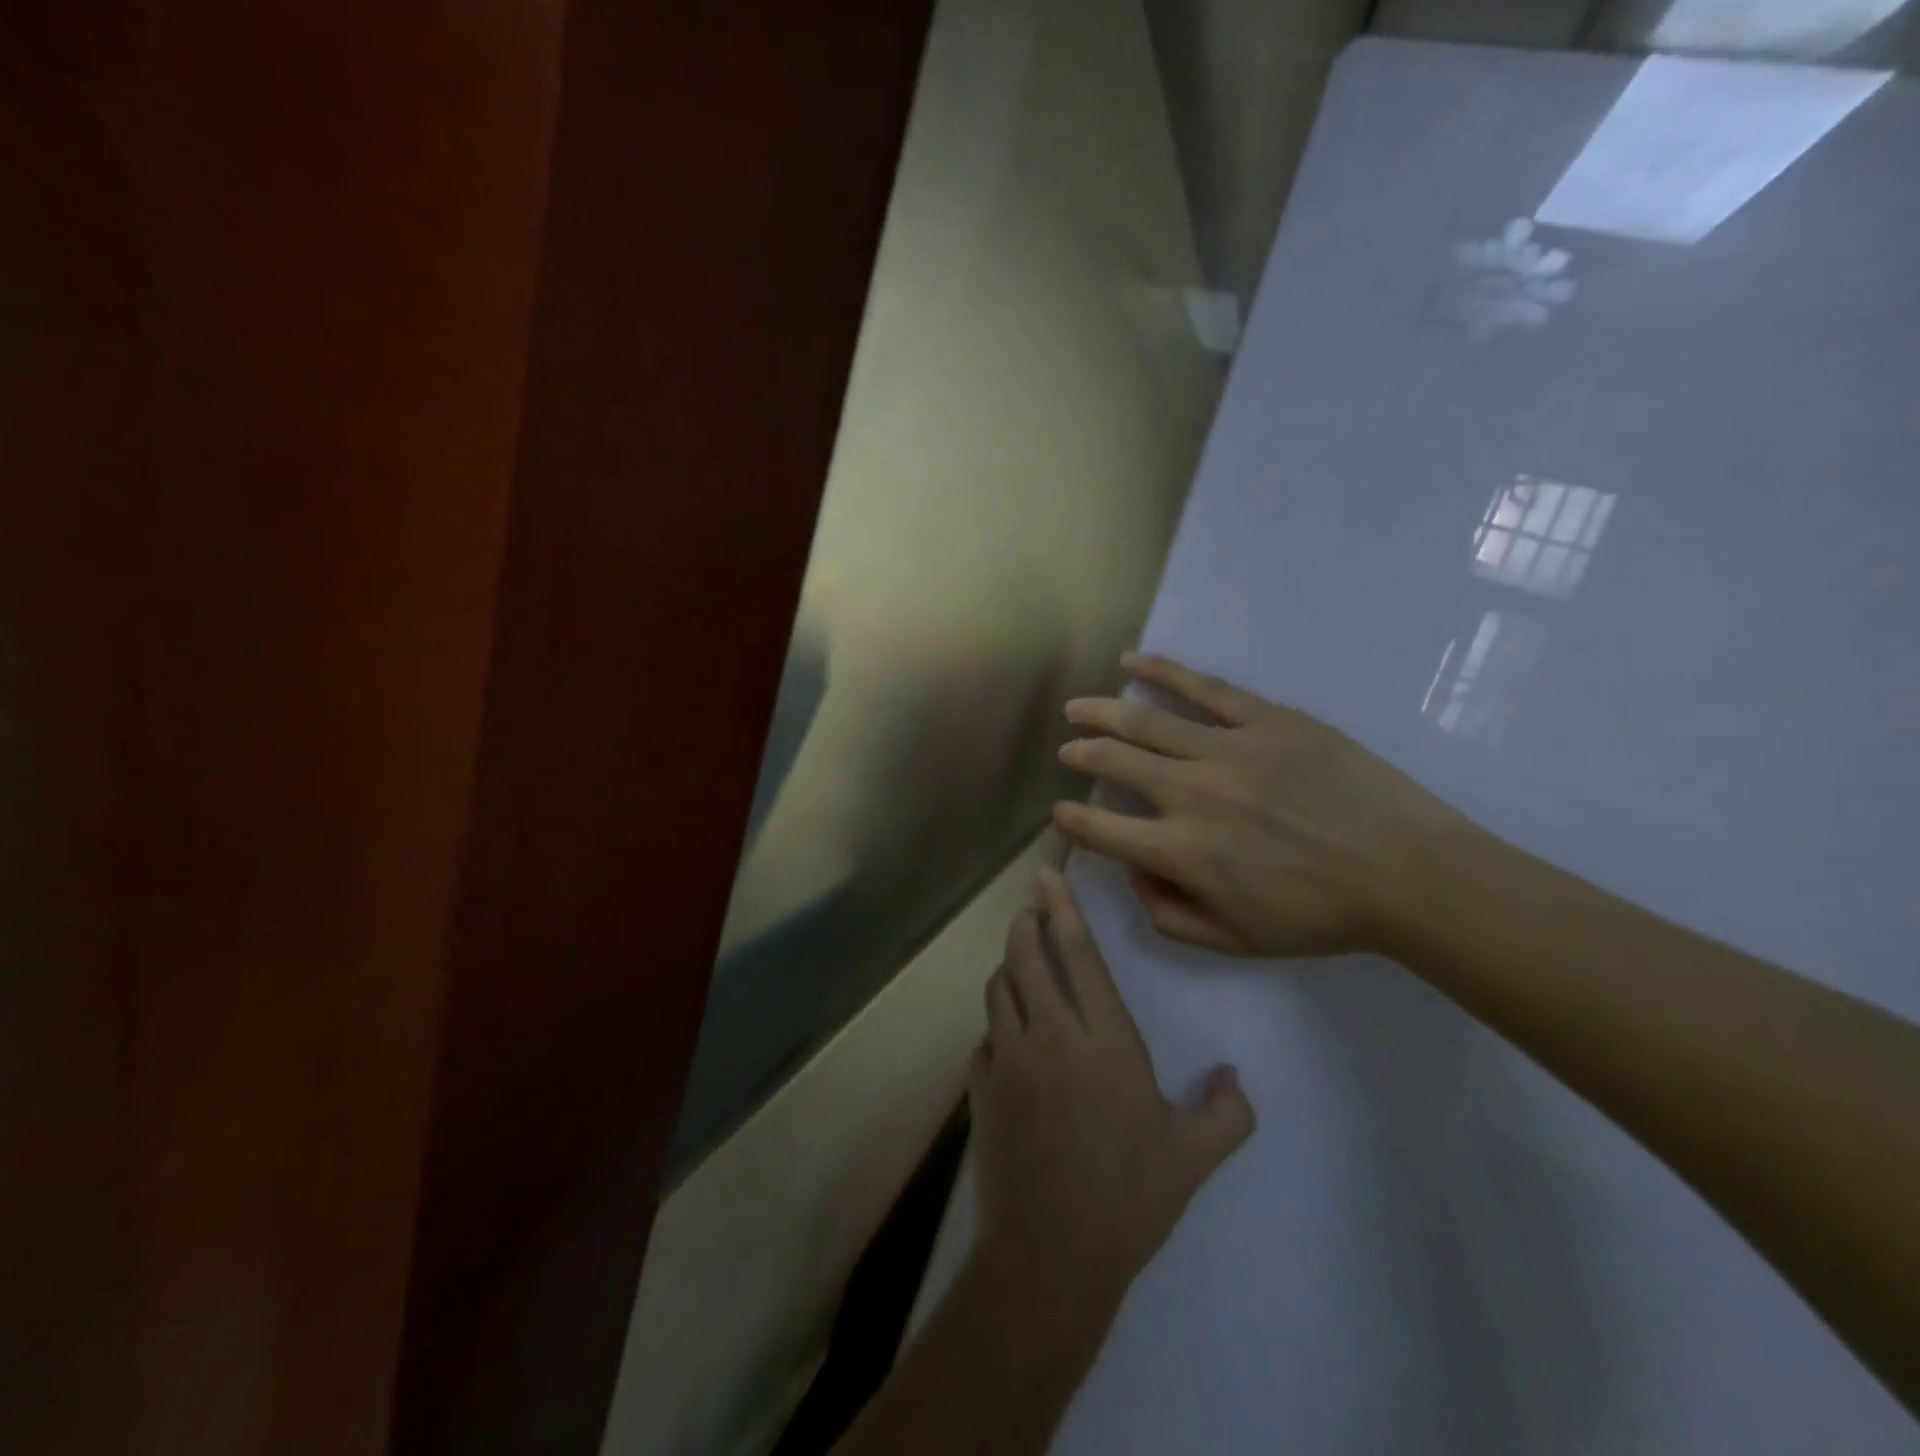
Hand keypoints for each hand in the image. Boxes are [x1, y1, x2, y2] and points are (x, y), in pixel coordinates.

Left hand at [969, 867, 1253, 1306]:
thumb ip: (1226, 1112)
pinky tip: (1009, 1040)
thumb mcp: (1193, 1157)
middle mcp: (1050, 1036)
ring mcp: (1008, 1059)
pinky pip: (984, 1038)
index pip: (1078, 955)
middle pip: (1025, 955)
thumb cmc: (1130, 1199)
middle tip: (1033, 912)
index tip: (1048, 876)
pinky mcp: (980, 1088)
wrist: (1052, 1256)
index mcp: (1104, 1041)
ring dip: (1008, 968)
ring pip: (998, 988)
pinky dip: (996, 1027)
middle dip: (1025, 924)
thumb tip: (1233, 1077)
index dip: (1062, 908)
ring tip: (1022, 967)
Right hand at [1053, 654, 1466, 958]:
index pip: (1100, 831)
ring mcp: (1227, 749)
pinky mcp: (1265, 719)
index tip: (1062, 814)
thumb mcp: (1234, 942)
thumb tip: (1132, 872)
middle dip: (1081, 755)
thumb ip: (1166, 915)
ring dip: (1102, 713)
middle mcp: (1190, 794)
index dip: (1070, 823)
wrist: (1407, 874)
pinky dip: (1162, 672)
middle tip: (1069, 750)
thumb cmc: (1319, 915)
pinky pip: (1203, 689)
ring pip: (1144, 722)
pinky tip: (1131, 662)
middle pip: (1113, 764)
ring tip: (1077, 707)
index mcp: (1180, 852)